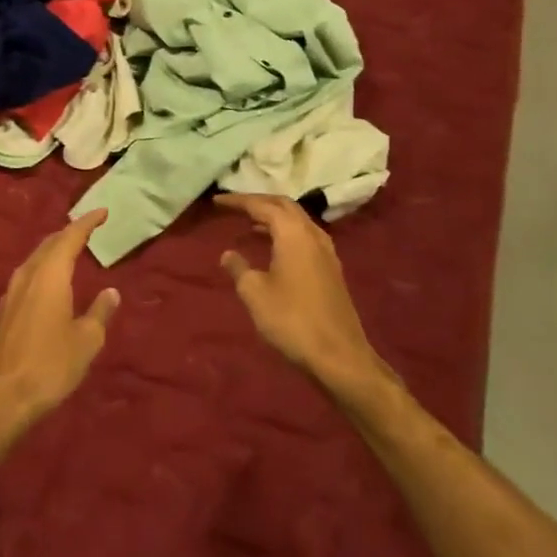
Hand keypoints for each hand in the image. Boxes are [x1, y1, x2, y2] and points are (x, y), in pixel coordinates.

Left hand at [0, 209, 119, 440]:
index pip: (70, 237)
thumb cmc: (50, 366)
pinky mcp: (3, 312)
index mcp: (50, 274)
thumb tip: (110, 292)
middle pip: (49, 244)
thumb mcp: (86, 341)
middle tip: (88, 229)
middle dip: (69, 234)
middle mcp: (28, 275)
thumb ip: (99, 312)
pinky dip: (43, 270)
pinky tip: (49, 283)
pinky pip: (27, 277)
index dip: (87, 222)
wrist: (0, 399)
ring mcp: (11, 293)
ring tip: (70, 251)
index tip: (102, 212)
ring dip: (53, 251)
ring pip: (35, 260)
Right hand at [217, 193, 390, 398]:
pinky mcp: (331, 268)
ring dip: (274, 217)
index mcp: (292, 233)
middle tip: (236, 207)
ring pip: (297, 220)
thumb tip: (228, 253)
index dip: (238, 201)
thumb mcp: (255, 294)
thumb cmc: (292, 320)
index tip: (217, 201)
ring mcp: (326, 251)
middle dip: (259, 202)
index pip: (262, 205)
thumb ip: (239, 268)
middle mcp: (312, 234)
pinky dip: (286, 232)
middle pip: (284, 206)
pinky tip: (274, 247)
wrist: (339, 356)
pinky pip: (305, 236)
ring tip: (251, 223)